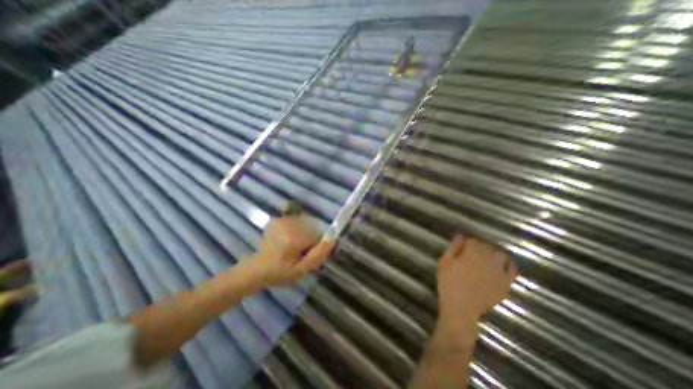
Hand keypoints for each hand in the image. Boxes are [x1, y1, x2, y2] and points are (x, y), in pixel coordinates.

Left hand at [248, 217, 336, 288]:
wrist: (256, 269)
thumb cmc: (279, 272)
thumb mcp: (301, 270)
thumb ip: (317, 255)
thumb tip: (332, 240)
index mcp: (293, 239)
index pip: (317, 237)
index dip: (314, 247)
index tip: (305, 256)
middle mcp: (288, 225)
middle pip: (310, 229)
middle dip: (308, 239)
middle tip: (297, 253)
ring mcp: (281, 220)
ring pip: (304, 224)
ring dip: (302, 234)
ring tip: (290, 247)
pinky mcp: (276, 219)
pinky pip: (295, 222)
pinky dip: (295, 229)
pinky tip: (286, 239)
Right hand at [438, 237, 512, 325]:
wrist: (460, 307)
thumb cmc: (449, 282)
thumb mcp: (445, 261)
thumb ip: (453, 247)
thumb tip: (460, 235)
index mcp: (472, 252)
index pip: (472, 240)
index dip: (467, 242)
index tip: (462, 246)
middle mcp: (488, 259)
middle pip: (486, 246)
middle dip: (479, 246)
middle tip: (470, 252)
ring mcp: (499, 271)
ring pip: (501, 255)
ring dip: (493, 254)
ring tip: (485, 258)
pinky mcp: (505, 283)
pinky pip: (512, 270)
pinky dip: (508, 265)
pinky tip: (502, 266)